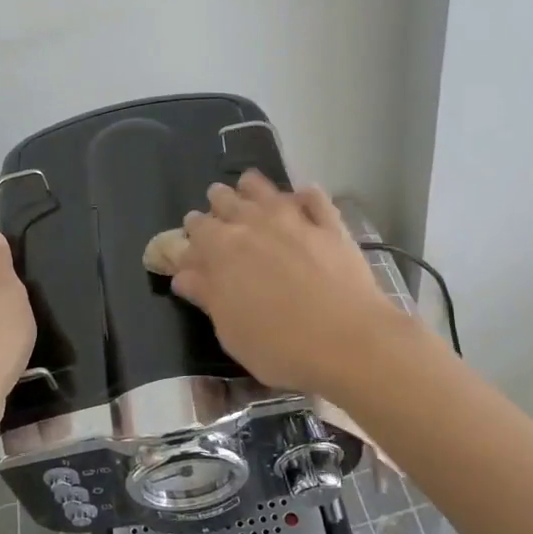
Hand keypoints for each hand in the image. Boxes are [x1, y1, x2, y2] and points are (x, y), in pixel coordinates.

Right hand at [171, 172, 402, 395]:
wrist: (348, 342)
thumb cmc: (278, 345)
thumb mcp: (230, 330)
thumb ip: (207, 296)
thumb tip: (183, 275)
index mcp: (221, 249)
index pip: (197, 228)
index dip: (192, 231)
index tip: (192, 237)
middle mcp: (254, 224)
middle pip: (227, 200)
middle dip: (219, 202)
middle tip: (218, 208)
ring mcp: (295, 220)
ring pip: (267, 190)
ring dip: (254, 188)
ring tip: (249, 187)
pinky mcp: (331, 226)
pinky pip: (315, 198)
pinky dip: (306, 195)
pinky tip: (303, 196)